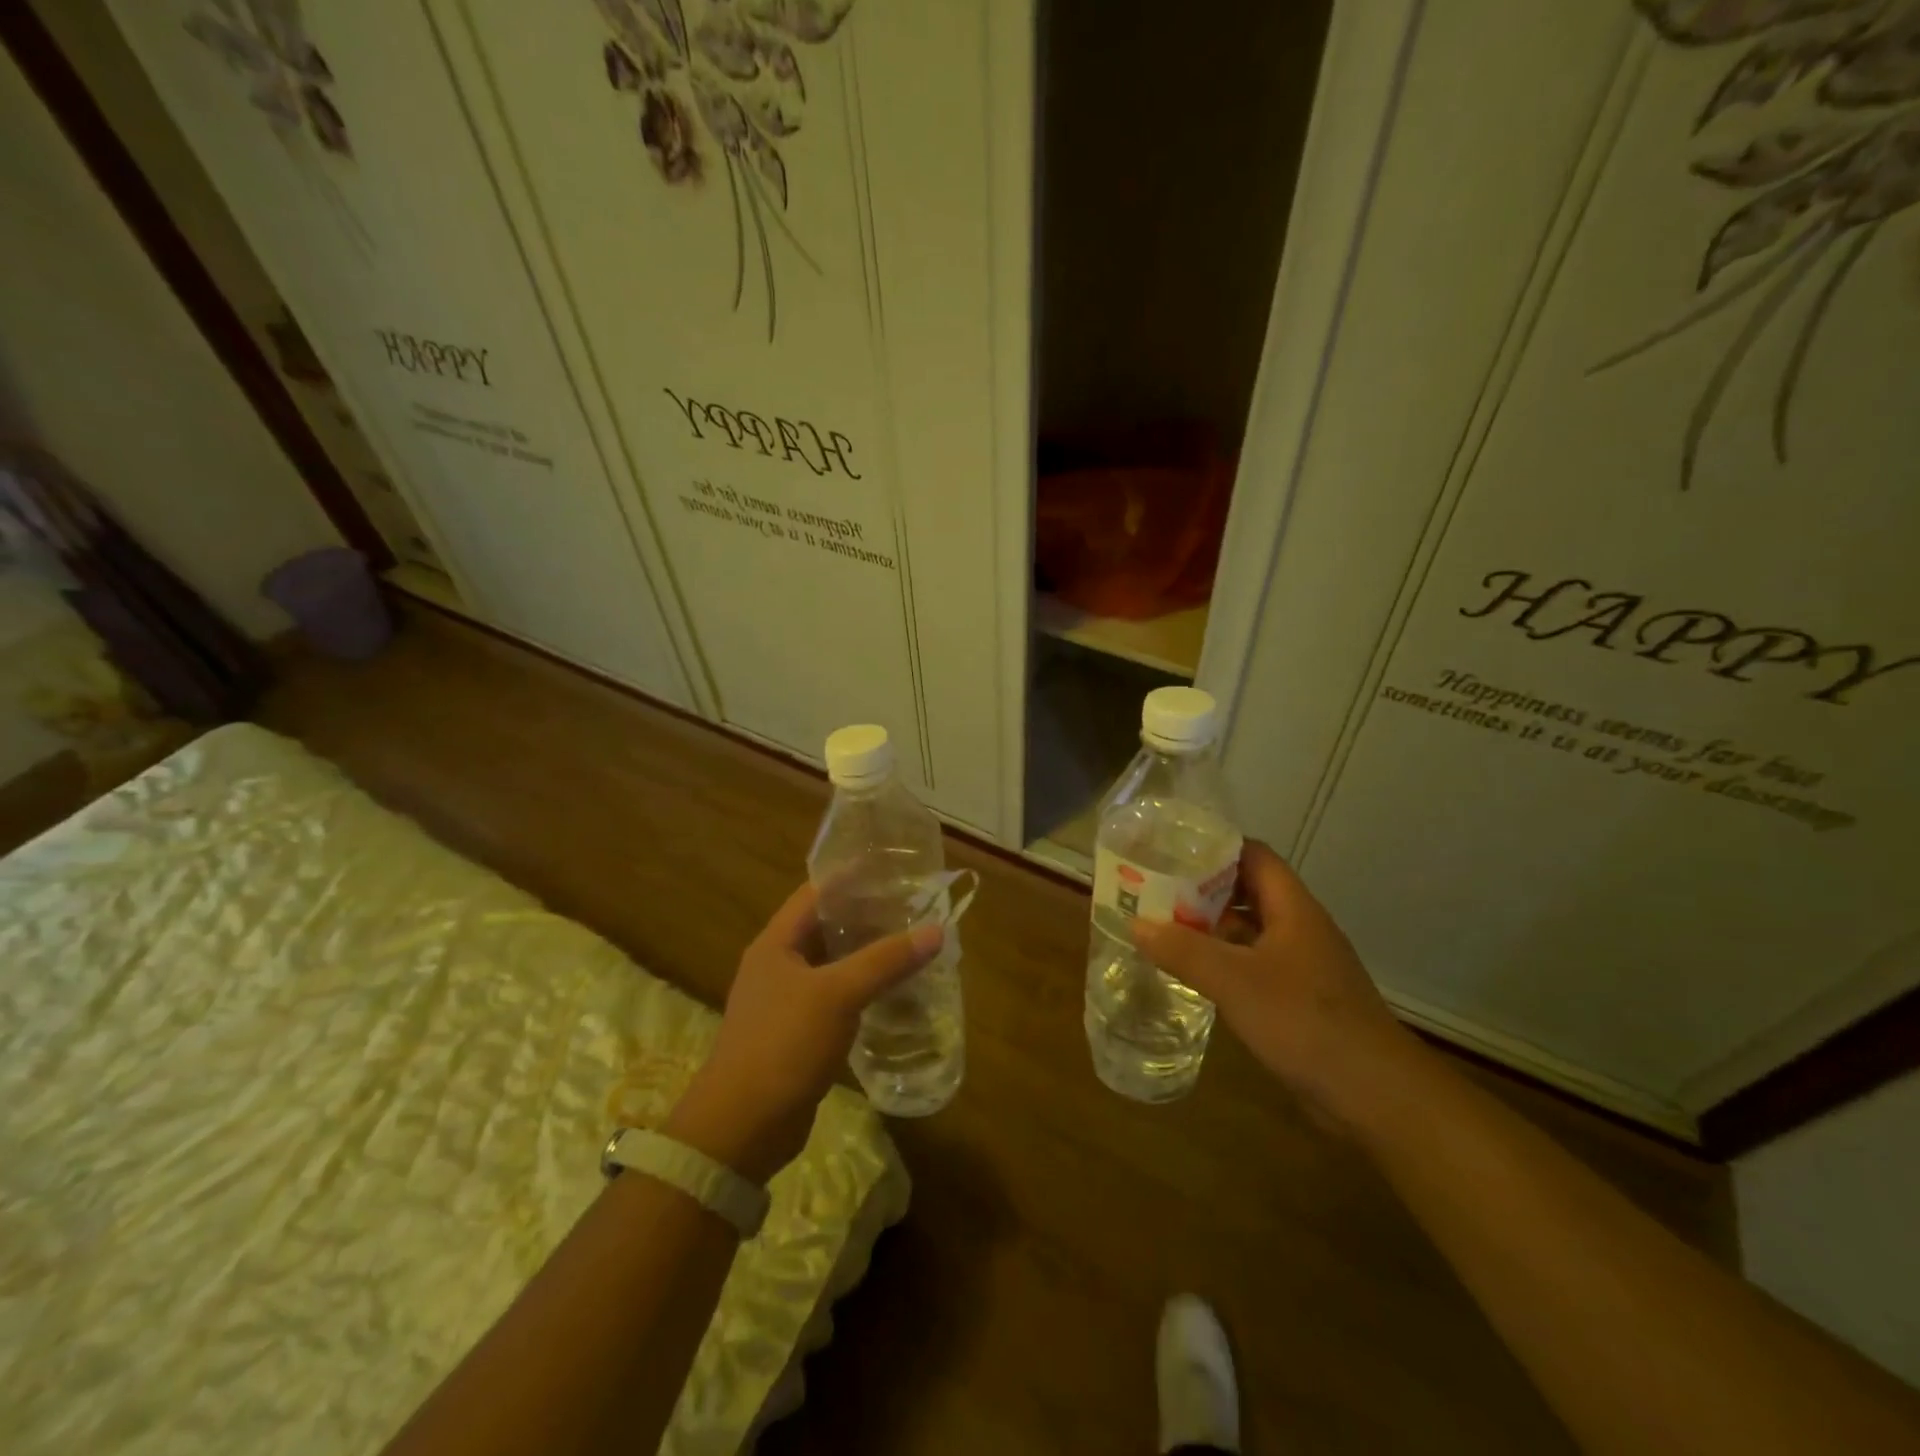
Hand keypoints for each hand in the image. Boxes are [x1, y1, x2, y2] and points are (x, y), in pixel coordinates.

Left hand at [666, 884, 942, 1183]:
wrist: (742, 1127)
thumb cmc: (783, 1044)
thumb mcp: (837, 995)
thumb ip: (885, 960)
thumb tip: (935, 930)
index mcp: (776, 944)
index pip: (814, 893)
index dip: (850, 877)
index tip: (891, 867)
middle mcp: (778, 966)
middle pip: (825, 928)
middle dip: (866, 916)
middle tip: (912, 906)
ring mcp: (786, 1002)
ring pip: (833, 965)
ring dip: (867, 955)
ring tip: (910, 942)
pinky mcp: (798, 1035)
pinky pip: (835, 999)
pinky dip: (862, 991)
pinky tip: (894, 992)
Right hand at [1131, 840, 1415, 1123]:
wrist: (1375, 1096)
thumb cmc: (1305, 1022)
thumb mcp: (1235, 981)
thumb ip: (1184, 950)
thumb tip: (1136, 922)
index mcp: (1293, 909)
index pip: (1254, 855)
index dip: (1215, 847)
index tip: (1170, 849)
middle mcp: (1299, 929)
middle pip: (1248, 891)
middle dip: (1203, 888)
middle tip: (1155, 888)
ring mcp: (1301, 966)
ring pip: (1250, 931)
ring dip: (1211, 927)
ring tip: (1163, 926)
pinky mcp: (1299, 1000)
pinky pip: (1253, 966)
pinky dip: (1223, 962)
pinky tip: (1193, 974)